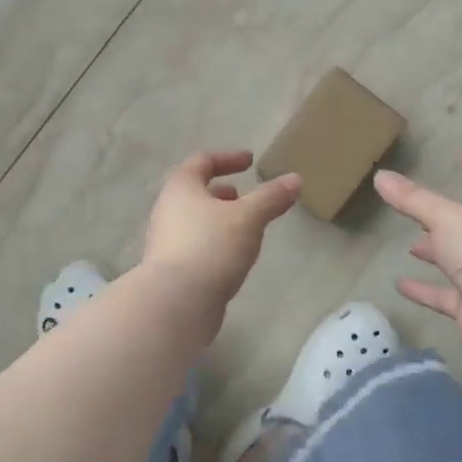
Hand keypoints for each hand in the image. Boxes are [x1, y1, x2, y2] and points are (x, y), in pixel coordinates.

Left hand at [143, 150, 300, 324]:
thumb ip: (271, 197)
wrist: (176, 303)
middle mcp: (168, 211)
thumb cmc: (211, 247)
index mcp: (181, 188)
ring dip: (219, 219)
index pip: (201, 162)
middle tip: (245, 196)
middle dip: (222, 193)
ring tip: (246, 228)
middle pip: (195, 193)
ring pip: (195, 221)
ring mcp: (166, 242)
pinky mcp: (172, 270)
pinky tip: (234, 257)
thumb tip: (295, 179)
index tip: (250, 161)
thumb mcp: (248, 218)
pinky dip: (215, 243)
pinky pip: (196, 246)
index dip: (227, 158)